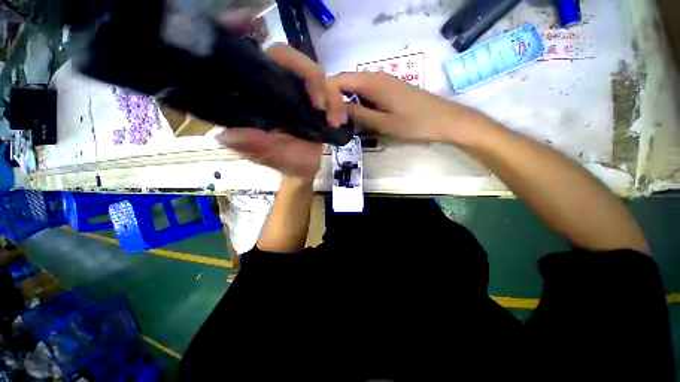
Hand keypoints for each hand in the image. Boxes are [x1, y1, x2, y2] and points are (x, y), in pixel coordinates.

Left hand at [215, 42, 346, 181]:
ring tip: (333, 120)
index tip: (250, 22)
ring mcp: (299, 93)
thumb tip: (226, 135)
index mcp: (256, 97)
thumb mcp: (269, 157)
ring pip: (315, 72)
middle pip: (287, 57)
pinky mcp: (318, 100)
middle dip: (307, 74)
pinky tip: (337, 121)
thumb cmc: (285, 162)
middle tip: (319, 104)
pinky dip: (338, 104)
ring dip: (328, 94)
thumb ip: (254, 146)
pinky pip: (332, 92)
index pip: (248, 58)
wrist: (304, 168)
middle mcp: (276, 88)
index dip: (242, 33)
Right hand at [328, 72, 488, 145]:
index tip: (322, 114)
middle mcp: (375, 76)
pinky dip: (357, 103)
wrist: (444, 120)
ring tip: (340, 121)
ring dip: (345, 102)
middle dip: (333, 99)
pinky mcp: (389, 90)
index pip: (338, 79)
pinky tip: (356, 116)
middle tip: (330, 120)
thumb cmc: (415, 123)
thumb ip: (359, 114)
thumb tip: (337, 109)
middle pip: (345, 82)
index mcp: (372, 82)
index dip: (326, 94)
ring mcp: (383, 82)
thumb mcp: (383, 123)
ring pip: (355, 88)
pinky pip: (366, 93)